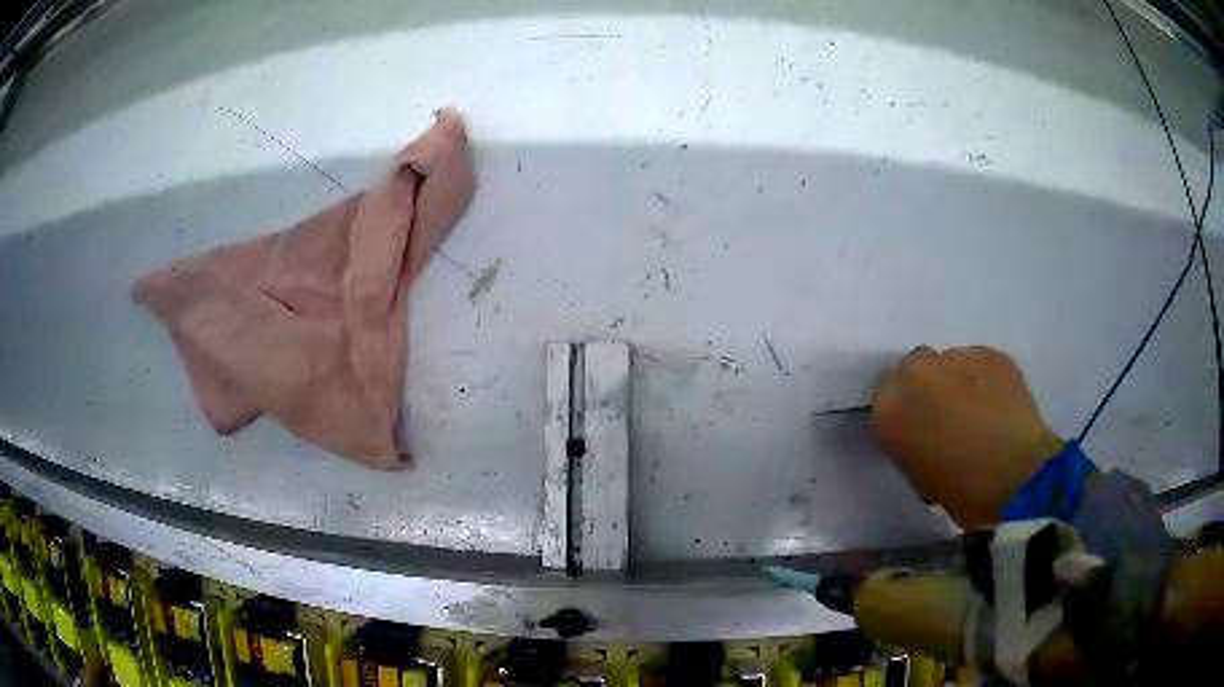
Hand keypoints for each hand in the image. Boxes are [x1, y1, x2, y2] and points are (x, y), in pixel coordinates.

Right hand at [871, 346, 1063, 527]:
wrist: (1016, 476)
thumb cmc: (961, 491)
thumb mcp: (919, 476)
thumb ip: (912, 444)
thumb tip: (926, 437)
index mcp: (889, 409)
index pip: (885, 396)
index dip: (905, 411)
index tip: (918, 428)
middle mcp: (916, 373)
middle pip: (916, 370)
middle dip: (929, 388)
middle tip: (948, 417)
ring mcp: (956, 357)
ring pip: (951, 365)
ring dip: (959, 383)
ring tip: (981, 413)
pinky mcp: (991, 353)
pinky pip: (981, 365)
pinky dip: (986, 381)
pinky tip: (1000, 407)